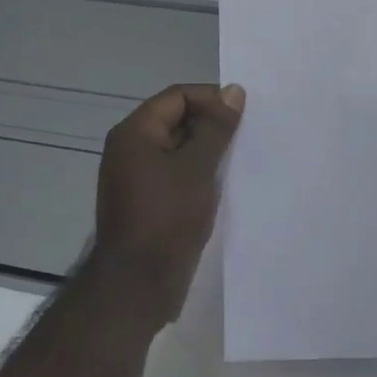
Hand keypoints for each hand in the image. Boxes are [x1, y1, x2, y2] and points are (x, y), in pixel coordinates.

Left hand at [90, 82, 245, 326]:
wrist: (137, 285)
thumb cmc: (167, 217)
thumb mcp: (198, 167)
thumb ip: (217, 127)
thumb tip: (233, 91)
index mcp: (134, 133)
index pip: (177, 96)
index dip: (212, 99)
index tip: (243, 115)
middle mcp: (130, 150)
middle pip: (177, 120)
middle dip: (212, 126)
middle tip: (247, 137)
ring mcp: (136, 178)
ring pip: (179, 150)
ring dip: (208, 152)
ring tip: (240, 160)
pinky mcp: (147, 203)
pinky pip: (176, 175)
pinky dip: (199, 174)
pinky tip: (223, 185)